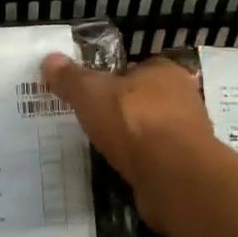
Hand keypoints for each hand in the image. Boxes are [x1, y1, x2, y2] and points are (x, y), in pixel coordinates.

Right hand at [41, 54, 219, 229]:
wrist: (173, 176)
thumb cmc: (134, 121)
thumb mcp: (91, 93)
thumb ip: (71, 78)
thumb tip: (50, 59)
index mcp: (165, 72)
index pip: (138, 68)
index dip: (115, 78)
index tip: (92, 92)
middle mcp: (183, 99)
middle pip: (146, 99)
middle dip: (123, 110)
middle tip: (92, 120)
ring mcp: (187, 136)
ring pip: (152, 131)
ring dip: (132, 140)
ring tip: (101, 147)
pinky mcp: (184, 168)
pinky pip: (155, 160)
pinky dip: (139, 164)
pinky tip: (119, 170)